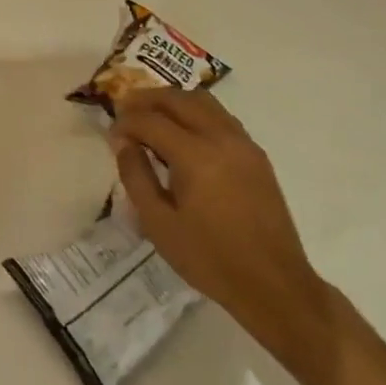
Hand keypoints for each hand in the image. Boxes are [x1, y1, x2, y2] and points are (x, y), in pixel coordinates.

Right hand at [111, 88, 337, 371]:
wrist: (274, 285)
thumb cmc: (209, 258)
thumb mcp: (158, 223)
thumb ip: (136, 176)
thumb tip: (123, 142)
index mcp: (196, 156)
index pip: (151, 120)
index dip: (126, 122)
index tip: (111, 134)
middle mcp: (222, 138)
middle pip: (178, 99)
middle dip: (147, 99)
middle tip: (125, 109)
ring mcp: (244, 144)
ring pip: (203, 102)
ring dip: (173, 101)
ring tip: (152, 114)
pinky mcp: (256, 155)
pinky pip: (221, 117)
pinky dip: (196, 113)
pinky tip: (184, 133)